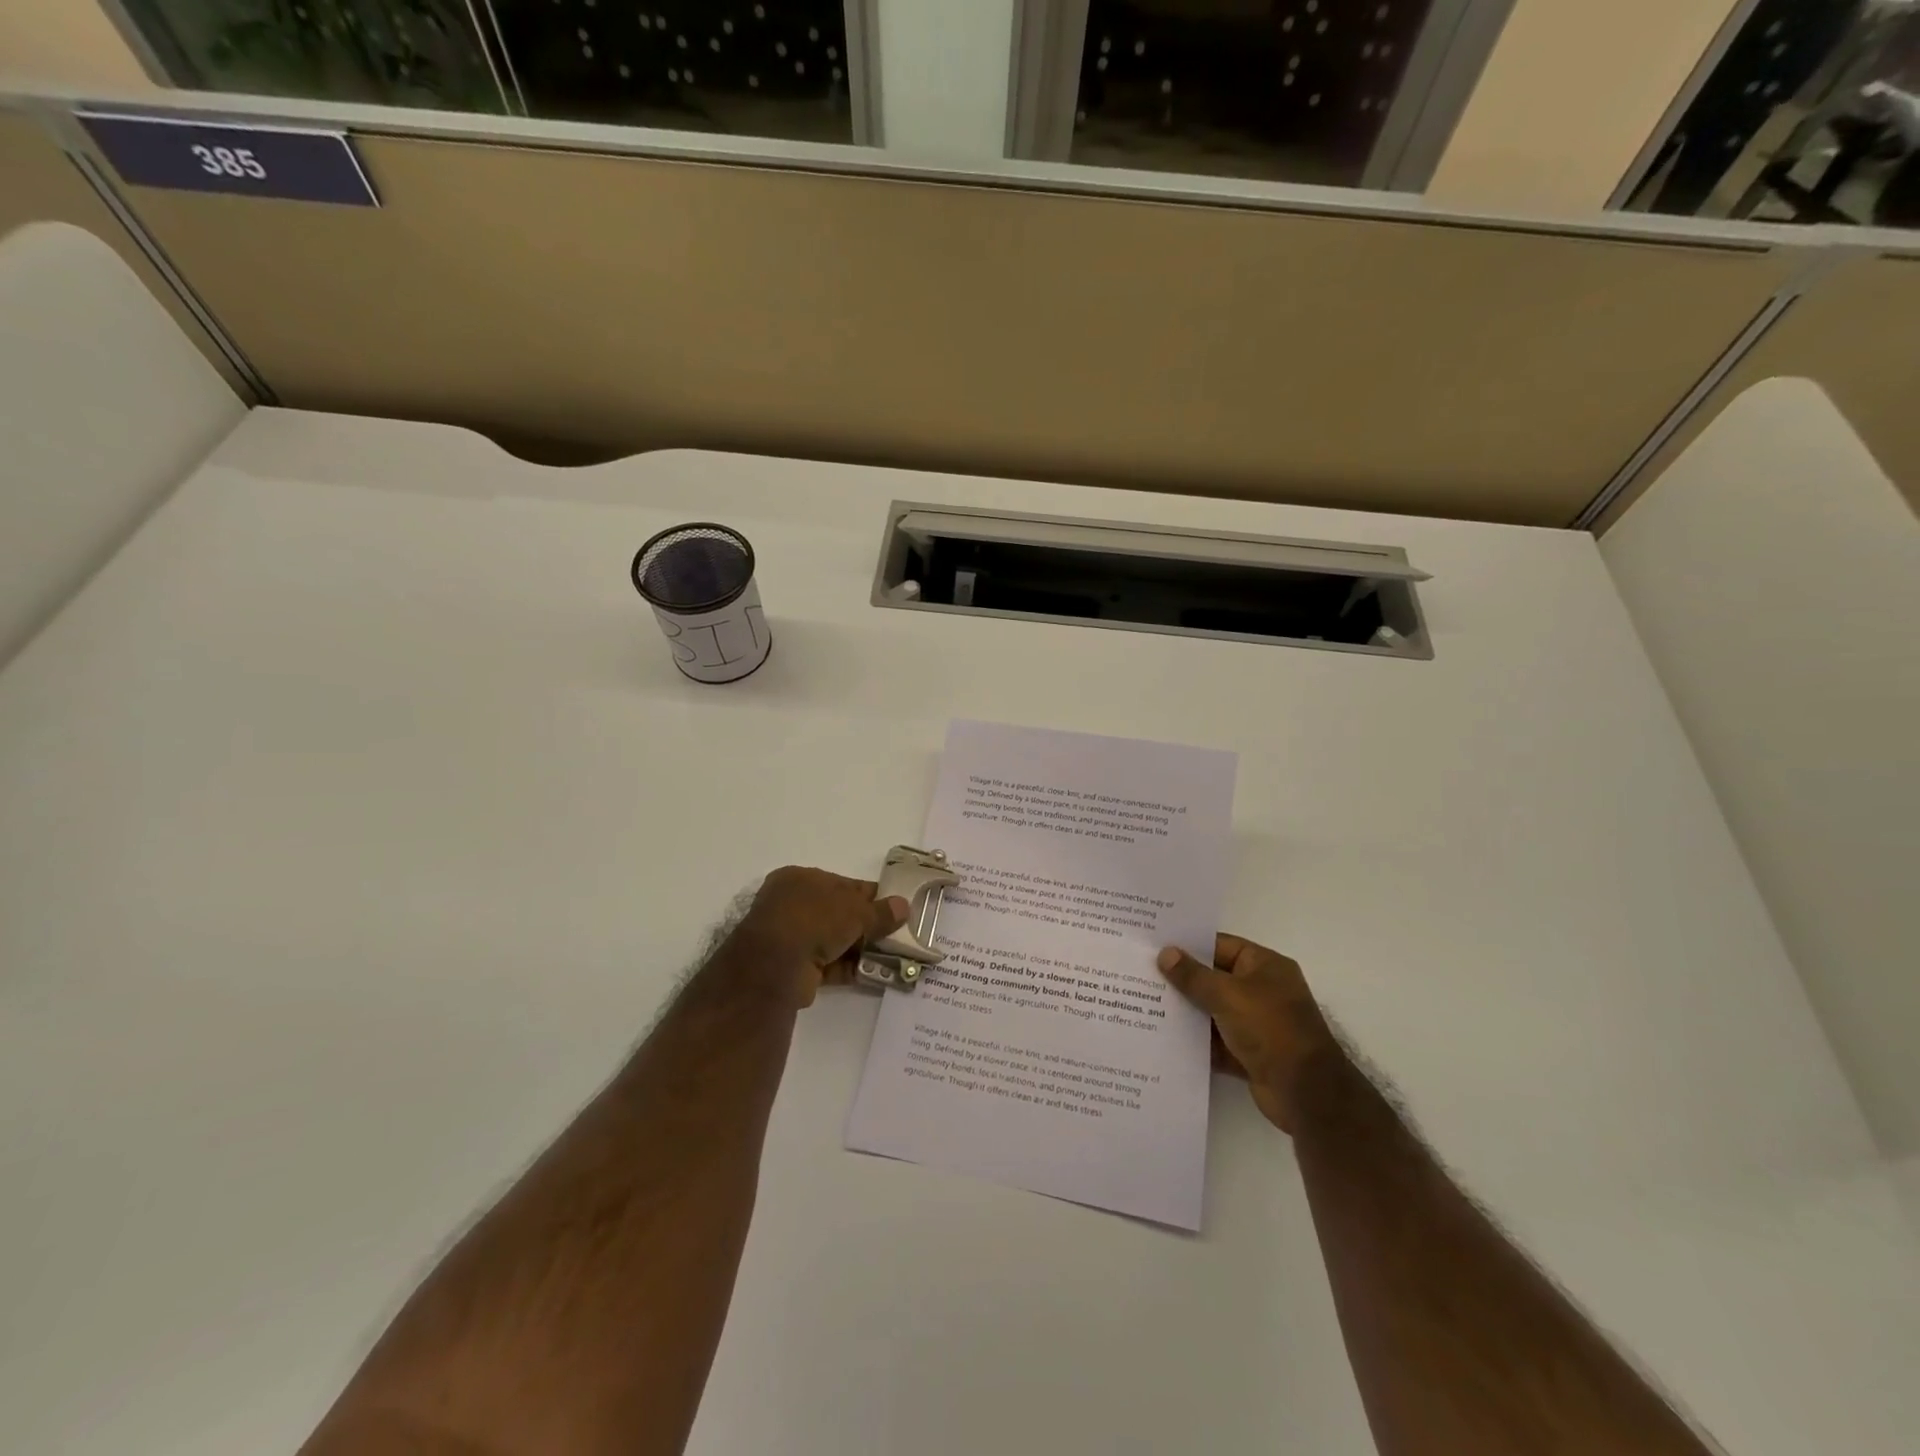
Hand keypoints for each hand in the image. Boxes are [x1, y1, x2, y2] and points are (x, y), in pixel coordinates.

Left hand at [729, 867, 908, 1007]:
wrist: (775, 965)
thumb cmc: (814, 919)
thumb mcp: (855, 911)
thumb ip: (880, 911)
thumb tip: (904, 906)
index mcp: (800, 879)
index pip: (842, 884)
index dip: (869, 895)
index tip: (893, 907)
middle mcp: (792, 904)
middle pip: (838, 913)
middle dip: (866, 925)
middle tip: (896, 934)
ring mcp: (791, 937)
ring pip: (834, 940)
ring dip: (860, 948)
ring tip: (892, 956)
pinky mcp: (793, 967)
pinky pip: (828, 964)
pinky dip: (850, 967)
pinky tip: (875, 972)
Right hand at [1157, 935, 1338, 1132]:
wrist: (1306, 1093)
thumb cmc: (1270, 1029)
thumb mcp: (1228, 995)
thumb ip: (1194, 976)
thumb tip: (1165, 954)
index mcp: (1265, 966)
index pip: (1220, 946)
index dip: (1189, 945)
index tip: (1154, 944)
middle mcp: (1262, 991)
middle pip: (1214, 978)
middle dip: (1182, 979)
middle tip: (1142, 973)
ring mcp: (1256, 1024)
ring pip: (1212, 1011)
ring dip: (1186, 1011)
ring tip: (1145, 1003)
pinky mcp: (1249, 1053)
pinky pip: (1215, 1041)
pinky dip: (1195, 1041)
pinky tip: (1163, 1037)